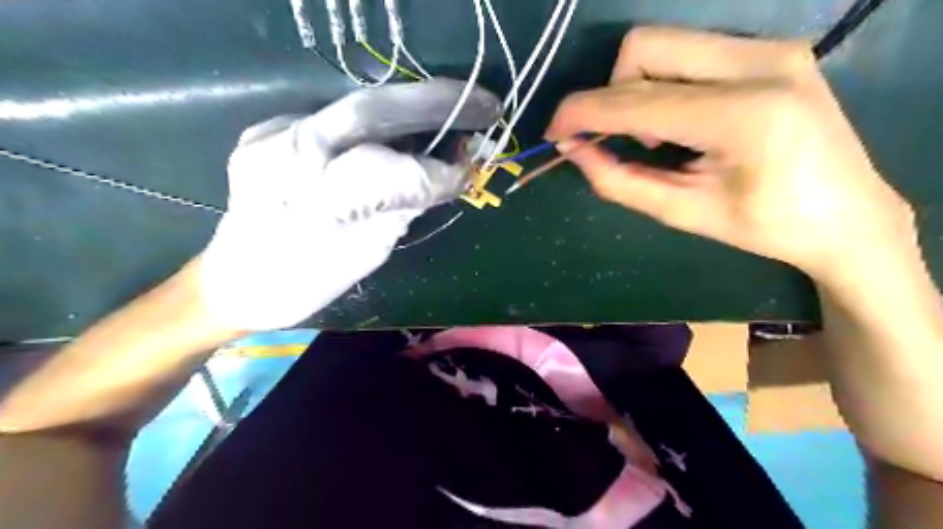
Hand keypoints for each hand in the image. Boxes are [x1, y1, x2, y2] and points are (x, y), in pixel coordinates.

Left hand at [200, 78, 499, 328]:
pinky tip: (399, 135)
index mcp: (314, 201)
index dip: (438, 173)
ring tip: (451, 116)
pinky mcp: (268, 130)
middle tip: (484, 105)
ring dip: (411, 111)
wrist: (237, 280)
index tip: (469, 175)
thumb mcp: (368, 251)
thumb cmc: (307, 281)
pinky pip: (337, 120)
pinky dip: (377, 125)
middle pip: (371, 111)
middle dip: (434, 103)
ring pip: (357, 109)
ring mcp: (272, 134)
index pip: (393, 172)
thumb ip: (406, 206)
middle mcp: (287, 153)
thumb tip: (448, 175)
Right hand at [546, 26, 913, 283]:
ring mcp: (770, 48)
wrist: (848, 216)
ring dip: (638, 89)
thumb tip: (572, 149)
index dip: (582, 113)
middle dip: (611, 94)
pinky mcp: (772, 49)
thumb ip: (619, 179)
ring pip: (665, 43)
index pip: (635, 100)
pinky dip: (665, 84)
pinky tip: (683, 121)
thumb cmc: (764, 228)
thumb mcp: (681, 213)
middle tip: (622, 140)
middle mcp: (759, 63)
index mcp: (741, 116)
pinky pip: (690, 53)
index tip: (553, 132)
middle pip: (644, 47)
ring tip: (660, 137)